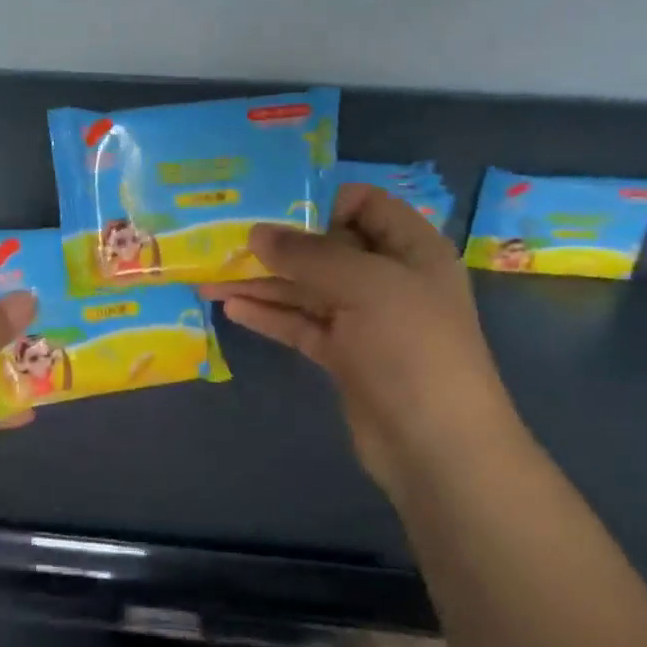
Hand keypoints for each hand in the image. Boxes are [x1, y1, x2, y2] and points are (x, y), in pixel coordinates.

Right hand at [203, 184, 521, 495]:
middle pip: (327, 248)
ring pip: (307, 290)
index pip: (366, 204)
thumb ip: (308, 254)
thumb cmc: (411, 347)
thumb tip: (257, 232)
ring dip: (262, 283)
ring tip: (209, 278)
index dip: (321, 201)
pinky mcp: (344, 356)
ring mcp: (365, 320)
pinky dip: (270, 315)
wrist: (437, 446)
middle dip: (277, 245)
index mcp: (411, 248)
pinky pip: (301, 325)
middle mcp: (388, 278)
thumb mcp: (364, 285)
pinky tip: (231, 308)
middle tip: (224, 241)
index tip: (272, 207)